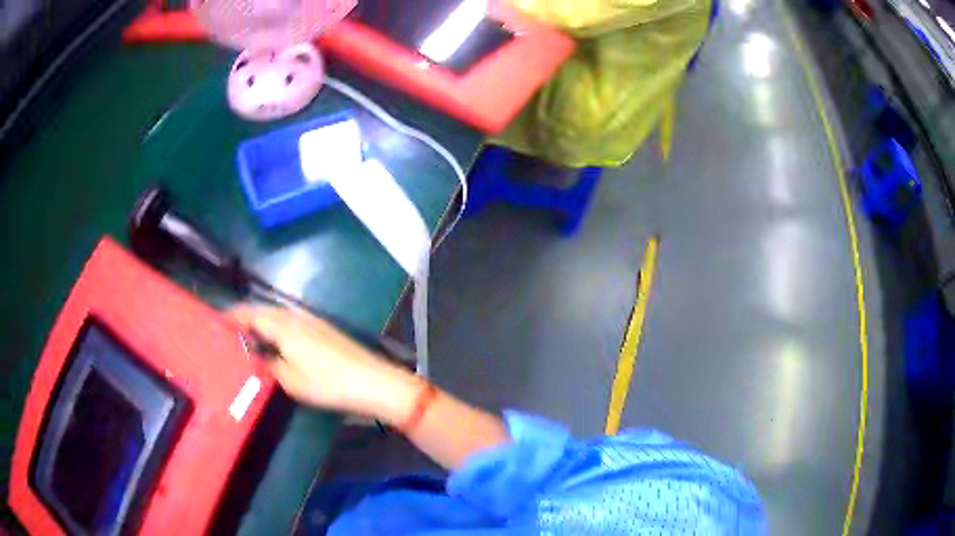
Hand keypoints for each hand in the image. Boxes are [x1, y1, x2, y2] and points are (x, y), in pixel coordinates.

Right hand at [230, 306, 420, 423]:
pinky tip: (275, 342)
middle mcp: (295, 316)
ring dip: (261, 322)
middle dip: (245, 318)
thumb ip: (267, 365)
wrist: (372, 381)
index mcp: (283, 325)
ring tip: (248, 338)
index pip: (250, 313)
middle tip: (229, 332)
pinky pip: (290, 322)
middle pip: (263, 311)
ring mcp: (312, 321)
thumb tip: (254, 356)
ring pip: (277, 315)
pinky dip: (276, 327)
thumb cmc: (327, 383)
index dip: (233, 316)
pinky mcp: (323, 329)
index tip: (216, 322)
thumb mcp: (290, 380)